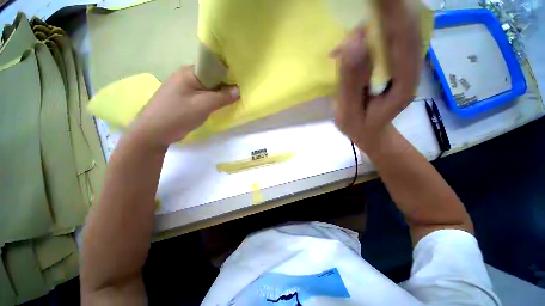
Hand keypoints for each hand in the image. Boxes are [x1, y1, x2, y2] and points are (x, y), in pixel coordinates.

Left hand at [130, 66, 238, 148]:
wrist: (153, 132)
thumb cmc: (178, 114)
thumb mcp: (203, 105)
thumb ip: (222, 97)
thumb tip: (238, 90)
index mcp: (190, 72)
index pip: (214, 68)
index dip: (228, 75)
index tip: (240, 85)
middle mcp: (187, 77)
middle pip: (212, 78)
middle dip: (225, 86)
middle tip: (238, 95)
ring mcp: (185, 88)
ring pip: (208, 89)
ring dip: (219, 95)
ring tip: (231, 101)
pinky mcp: (185, 99)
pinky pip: (203, 96)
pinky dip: (212, 101)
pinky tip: (219, 106)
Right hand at [331, 0, 420, 150]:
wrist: (370, 132)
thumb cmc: (359, 127)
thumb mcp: (349, 111)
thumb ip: (351, 82)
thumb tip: (352, 42)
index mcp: (403, 83)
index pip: (403, 38)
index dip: (391, 11)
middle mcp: (411, 68)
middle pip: (407, 26)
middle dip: (389, 5)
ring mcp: (405, 64)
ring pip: (402, 27)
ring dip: (386, 11)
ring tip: (368, 4)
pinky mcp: (395, 63)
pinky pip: (391, 36)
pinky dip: (379, 24)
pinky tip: (364, 23)